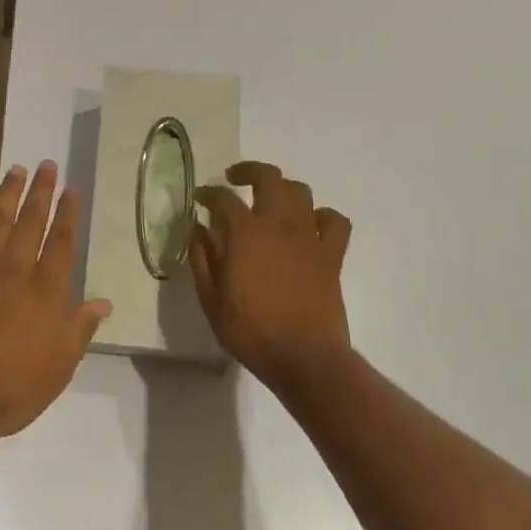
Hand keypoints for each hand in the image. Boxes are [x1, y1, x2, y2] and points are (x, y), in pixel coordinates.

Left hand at [0, 162, 110, 449]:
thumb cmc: (14, 386)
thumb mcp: (60, 366)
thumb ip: (80, 328)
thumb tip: (103, 303)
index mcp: (47, 289)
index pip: (62, 240)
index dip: (69, 213)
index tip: (72, 189)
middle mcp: (16, 269)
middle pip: (32, 220)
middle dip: (42, 191)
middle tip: (47, 165)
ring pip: (0, 219)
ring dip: (10, 192)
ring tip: (18, 170)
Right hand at [190, 160, 352, 387]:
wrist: (304, 358)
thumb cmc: (251, 331)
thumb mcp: (211, 299)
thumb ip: (201, 259)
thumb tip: (195, 230)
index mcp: (244, 232)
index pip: (222, 197)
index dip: (208, 193)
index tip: (200, 199)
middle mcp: (277, 223)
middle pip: (267, 177)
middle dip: (248, 171)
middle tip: (235, 180)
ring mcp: (308, 236)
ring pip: (300, 191)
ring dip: (283, 189)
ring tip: (271, 201)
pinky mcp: (332, 255)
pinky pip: (335, 222)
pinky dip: (322, 216)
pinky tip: (310, 225)